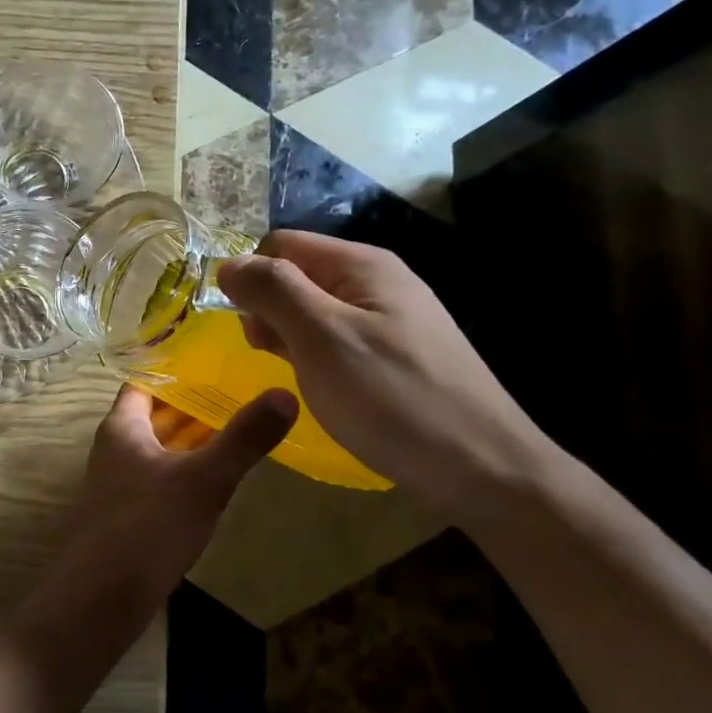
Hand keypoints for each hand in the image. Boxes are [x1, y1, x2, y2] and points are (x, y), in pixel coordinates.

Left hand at [43, 384, 297, 603]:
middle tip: (240, 387)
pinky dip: (186, 467)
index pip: (145, 381)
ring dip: (192, 437)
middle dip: (193, 402)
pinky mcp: (129, 513)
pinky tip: (217, 476)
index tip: (216, 356)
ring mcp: (119, 482)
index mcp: (122, 427)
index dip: (176, 367)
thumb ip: (243, 438)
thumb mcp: (203, 479)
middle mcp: (115, 447)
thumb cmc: (148, 527)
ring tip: (238, 424)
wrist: (101, 598)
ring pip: (160, 446)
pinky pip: (161, 476)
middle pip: (155, 413)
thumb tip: (285, 393)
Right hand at [216, 231, 556, 516]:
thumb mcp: (321, 337)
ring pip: (312, 311)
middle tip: (271, 357)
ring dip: (288, 337)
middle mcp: (376, 281)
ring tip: (296, 376)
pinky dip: (314, 357)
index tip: (244, 326)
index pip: (280, 245)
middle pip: (297, 276)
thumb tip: (228, 264)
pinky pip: (335, 340)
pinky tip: (320, 387)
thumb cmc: (392, 397)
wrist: (483, 468)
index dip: (252, 277)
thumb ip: (273, 291)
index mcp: (361, 264)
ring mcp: (389, 319)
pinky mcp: (394, 355)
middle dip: (268, 310)